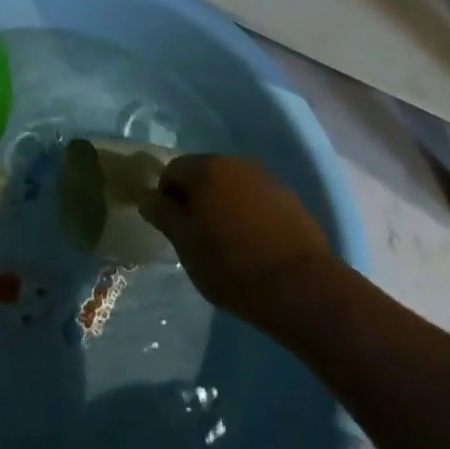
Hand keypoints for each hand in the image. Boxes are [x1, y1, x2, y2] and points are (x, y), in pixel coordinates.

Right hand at [139, 155, 331, 320]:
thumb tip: (148, 197)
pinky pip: (256, 201)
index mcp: (205, 168)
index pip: (172, 171)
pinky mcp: (289, 199)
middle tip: (198, 239)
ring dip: (223, 207)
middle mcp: (235, 162)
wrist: (301, 287)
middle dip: (196, 201)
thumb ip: (162, 214)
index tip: (174, 231)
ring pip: (231, 187)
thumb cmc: (231, 264)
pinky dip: (249, 216)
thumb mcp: (185, 243)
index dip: (166, 199)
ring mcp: (266, 179)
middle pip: (203, 175)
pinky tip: (254, 246)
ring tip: (228, 245)